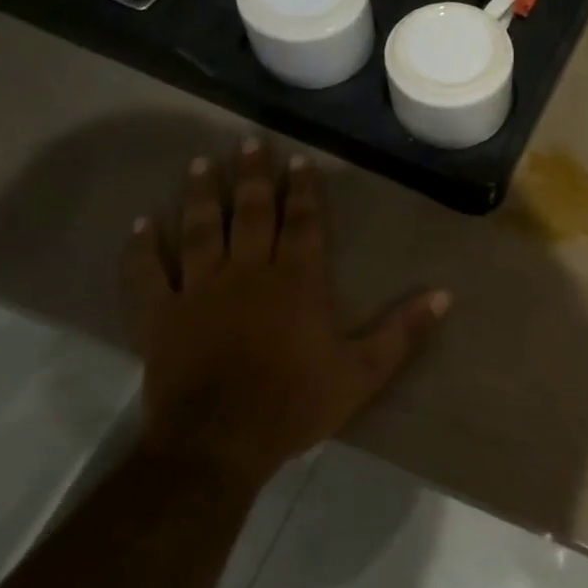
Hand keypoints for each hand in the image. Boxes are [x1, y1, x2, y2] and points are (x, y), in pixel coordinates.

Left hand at [123, 140, 449, 492]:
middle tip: (248, 142)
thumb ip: (403, 330)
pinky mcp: (161, 316)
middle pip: (251, 213)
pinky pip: (147, 275)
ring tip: (201, 164)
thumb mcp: (363, 371)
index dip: (303, 189)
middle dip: (253, 176)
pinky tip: (142, 225)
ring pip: (201, 231)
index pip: (303, 222)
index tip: (298, 159)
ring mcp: (199, 291)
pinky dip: (142, 249)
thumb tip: (445, 295)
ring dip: (201, 196)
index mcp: (297, 281)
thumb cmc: (295, 403)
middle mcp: (248, 272)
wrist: (217, 444)